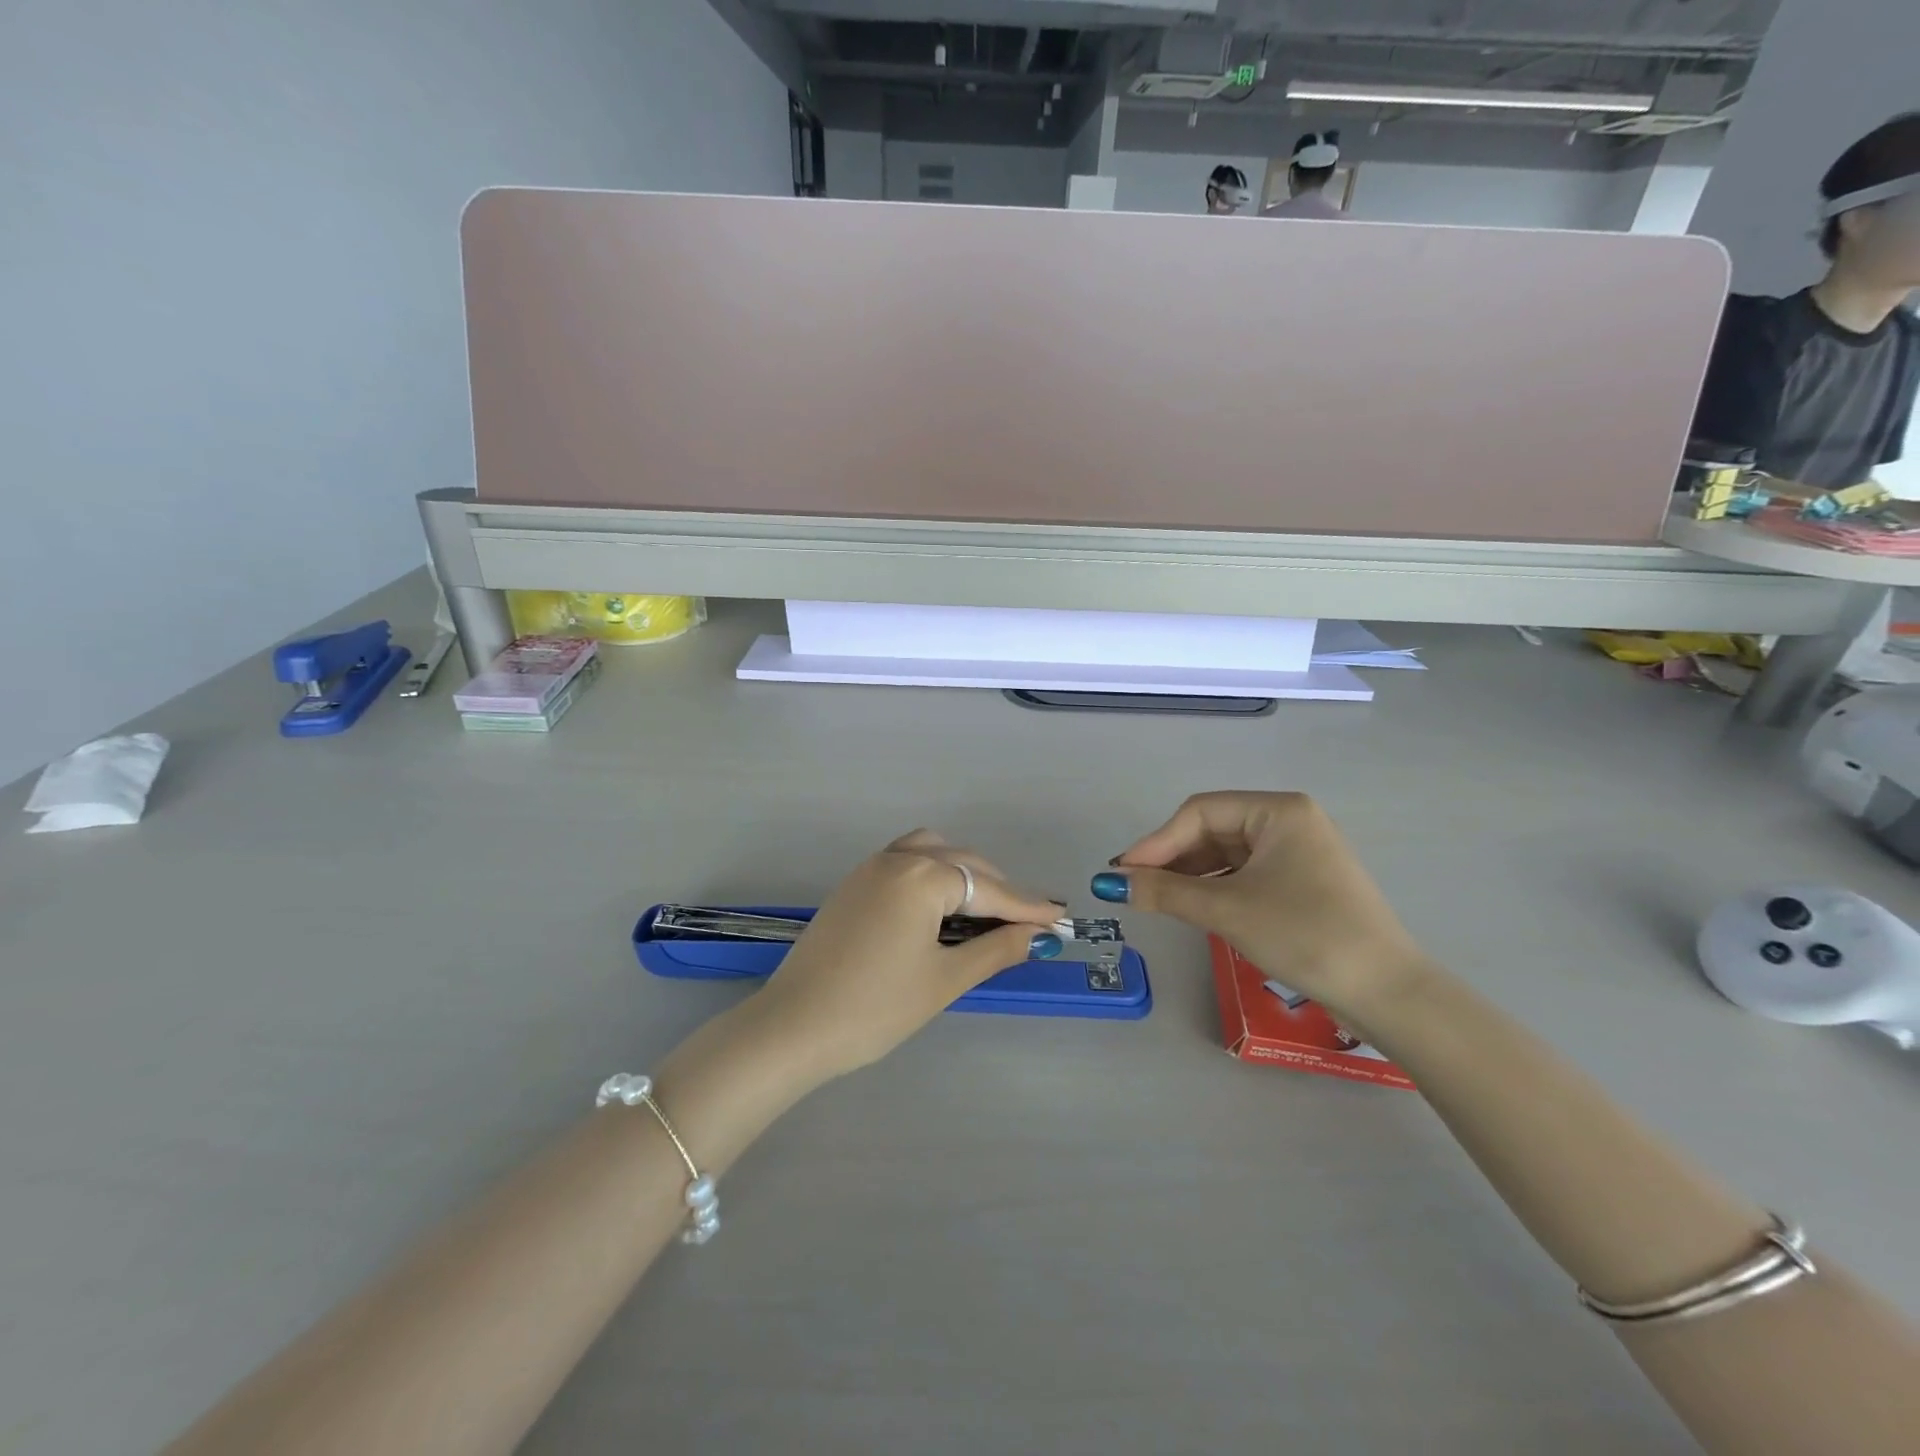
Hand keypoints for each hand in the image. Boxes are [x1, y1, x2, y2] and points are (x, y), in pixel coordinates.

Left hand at [749, 830, 1066, 1079]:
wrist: (793, 1026)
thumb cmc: (875, 1007)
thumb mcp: (944, 980)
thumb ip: (995, 949)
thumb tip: (1035, 935)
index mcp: (922, 877)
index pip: (988, 890)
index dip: (1026, 907)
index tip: (1060, 916)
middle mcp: (897, 859)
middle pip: (962, 864)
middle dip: (998, 890)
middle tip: (1028, 921)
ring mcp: (870, 868)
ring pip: (932, 853)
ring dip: (964, 874)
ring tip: (985, 909)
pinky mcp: (853, 884)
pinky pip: (905, 861)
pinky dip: (933, 873)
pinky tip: (941, 904)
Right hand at [1095, 792, 1430, 1025]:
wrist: (1387, 993)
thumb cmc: (1305, 934)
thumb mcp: (1227, 910)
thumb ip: (1164, 892)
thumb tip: (1109, 882)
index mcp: (1278, 810)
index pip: (1199, 812)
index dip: (1156, 842)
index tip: (1121, 872)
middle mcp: (1289, 821)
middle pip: (1212, 830)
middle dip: (1172, 859)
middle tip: (1134, 888)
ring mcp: (1299, 852)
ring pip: (1227, 854)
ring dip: (1191, 876)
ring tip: (1157, 901)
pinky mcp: (1302, 883)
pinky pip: (1245, 874)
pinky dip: (1216, 889)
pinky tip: (1193, 907)